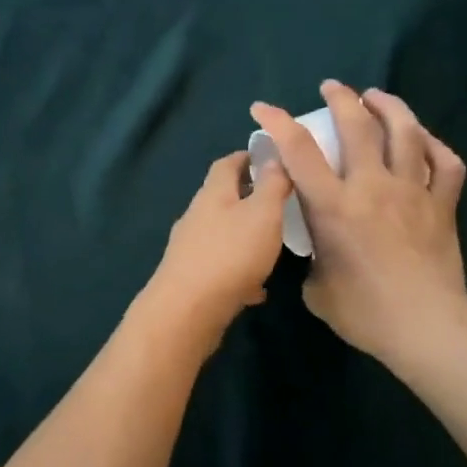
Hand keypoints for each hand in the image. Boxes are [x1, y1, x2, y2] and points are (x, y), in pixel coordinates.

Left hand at [145, 151, 292, 335]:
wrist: (187, 310)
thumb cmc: (230, 254)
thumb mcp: (263, 214)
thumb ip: (272, 185)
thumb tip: (274, 156)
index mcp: (213, 194)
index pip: (226, 164)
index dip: (247, 157)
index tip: (269, 158)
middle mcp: (196, 216)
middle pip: (222, 198)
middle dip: (248, 197)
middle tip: (278, 202)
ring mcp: (190, 248)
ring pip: (222, 234)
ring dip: (244, 236)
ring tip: (272, 244)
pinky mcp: (191, 278)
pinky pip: (221, 267)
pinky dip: (239, 272)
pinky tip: (257, 289)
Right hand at [249, 81, 466, 375]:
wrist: (428, 328)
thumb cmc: (364, 312)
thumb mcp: (317, 288)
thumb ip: (314, 257)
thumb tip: (320, 248)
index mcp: (333, 206)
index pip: (299, 150)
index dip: (278, 122)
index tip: (264, 108)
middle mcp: (371, 187)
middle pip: (358, 126)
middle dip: (341, 99)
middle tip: (332, 88)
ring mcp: (412, 192)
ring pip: (405, 133)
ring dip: (389, 107)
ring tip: (377, 96)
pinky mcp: (442, 205)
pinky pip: (445, 163)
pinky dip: (434, 145)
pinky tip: (424, 140)